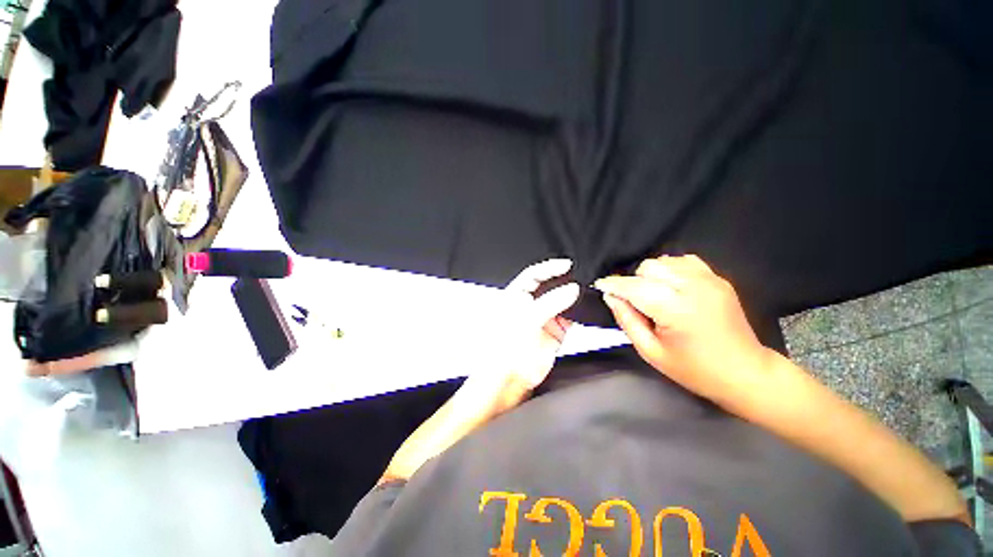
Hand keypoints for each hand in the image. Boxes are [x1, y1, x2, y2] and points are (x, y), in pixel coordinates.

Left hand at [464, 258, 579, 414]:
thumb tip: (572, 289)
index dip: (549, 268)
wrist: (509, 379)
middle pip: (550, 286)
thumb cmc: (505, 348)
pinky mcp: (555, 331)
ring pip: (562, 301)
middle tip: (582, 275)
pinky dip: (579, 313)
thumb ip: (550, 302)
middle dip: (565, 280)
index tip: (567, 264)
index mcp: (516, 296)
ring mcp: (544, 318)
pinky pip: (570, 317)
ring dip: (574, 297)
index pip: (533, 275)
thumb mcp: (527, 319)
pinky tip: (586, 308)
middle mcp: (530, 304)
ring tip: (588, 289)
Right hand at [594, 255, 771, 404]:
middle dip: (634, 281)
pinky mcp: (718, 279)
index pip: (634, 287)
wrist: (745, 372)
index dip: (613, 284)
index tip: (600, 286)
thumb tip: (611, 297)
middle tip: (635, 302)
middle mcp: (694, 288)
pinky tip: (672, 287)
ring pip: (665, 261)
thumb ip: (627, 320)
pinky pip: (684, 261)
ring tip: (654, 295)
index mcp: (676, 310)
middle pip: (649, 267)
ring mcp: (709, 280)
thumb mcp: (651, 352)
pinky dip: (671, 270)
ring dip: (652, 275)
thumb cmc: (694, 369)